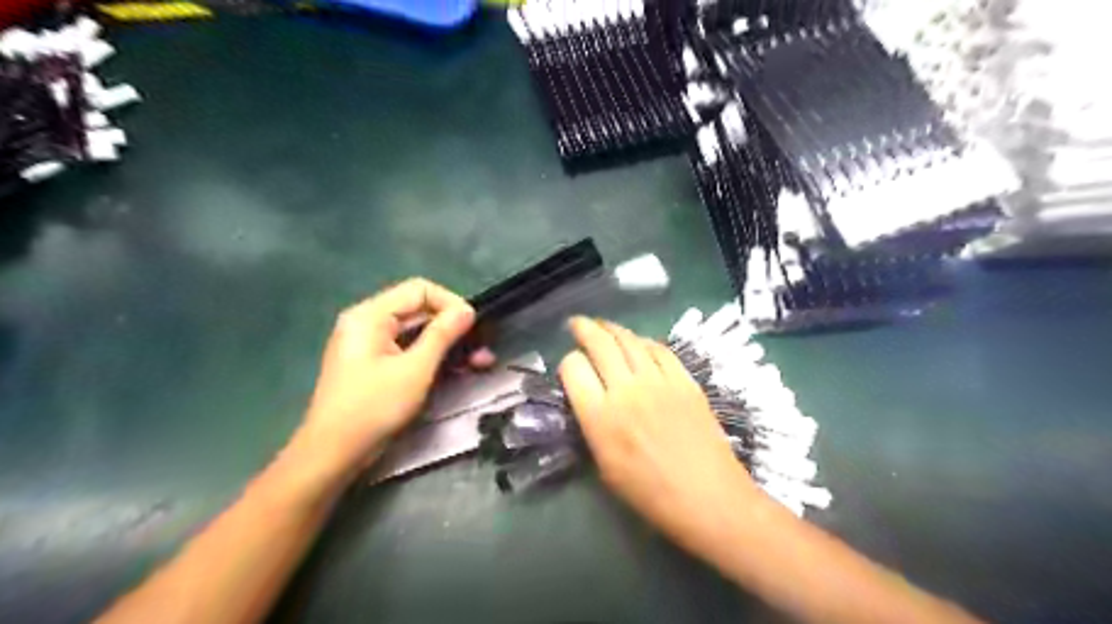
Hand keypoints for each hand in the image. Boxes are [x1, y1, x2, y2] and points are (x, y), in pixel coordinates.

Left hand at [299, 279, 489, 468]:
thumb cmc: (374, 407)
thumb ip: (442, 334)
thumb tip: (467, 309)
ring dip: (449, 345)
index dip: (451, 303)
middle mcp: (369, 323)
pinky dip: (433, 358)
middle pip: (420, 311)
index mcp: (370, 315)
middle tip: (483, 350)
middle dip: (454, 328)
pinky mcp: (376, 365)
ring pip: (418, 333)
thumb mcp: (415, 368)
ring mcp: (371, 345)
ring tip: (480, 362)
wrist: (334, 454)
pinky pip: (409, 351)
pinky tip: (458, 370)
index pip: (420, 290)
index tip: (473, 326)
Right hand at [560, 320, 760, 558]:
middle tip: (577, 324)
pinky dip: (644, 342)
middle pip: (599, 343)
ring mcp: (659, 381)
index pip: (573, 368)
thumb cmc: (652, 495)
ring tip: (603, 326)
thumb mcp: (605, 468)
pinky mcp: (685, 380)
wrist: (710, 499)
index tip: (571, 370)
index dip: (567, 363)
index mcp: (601, 417)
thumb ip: (592, 427)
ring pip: (629, 340)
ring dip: (612, 329)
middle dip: (584, 328)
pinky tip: (639, 344)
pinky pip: (660, 349)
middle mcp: (627, 390)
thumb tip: (589, 400)